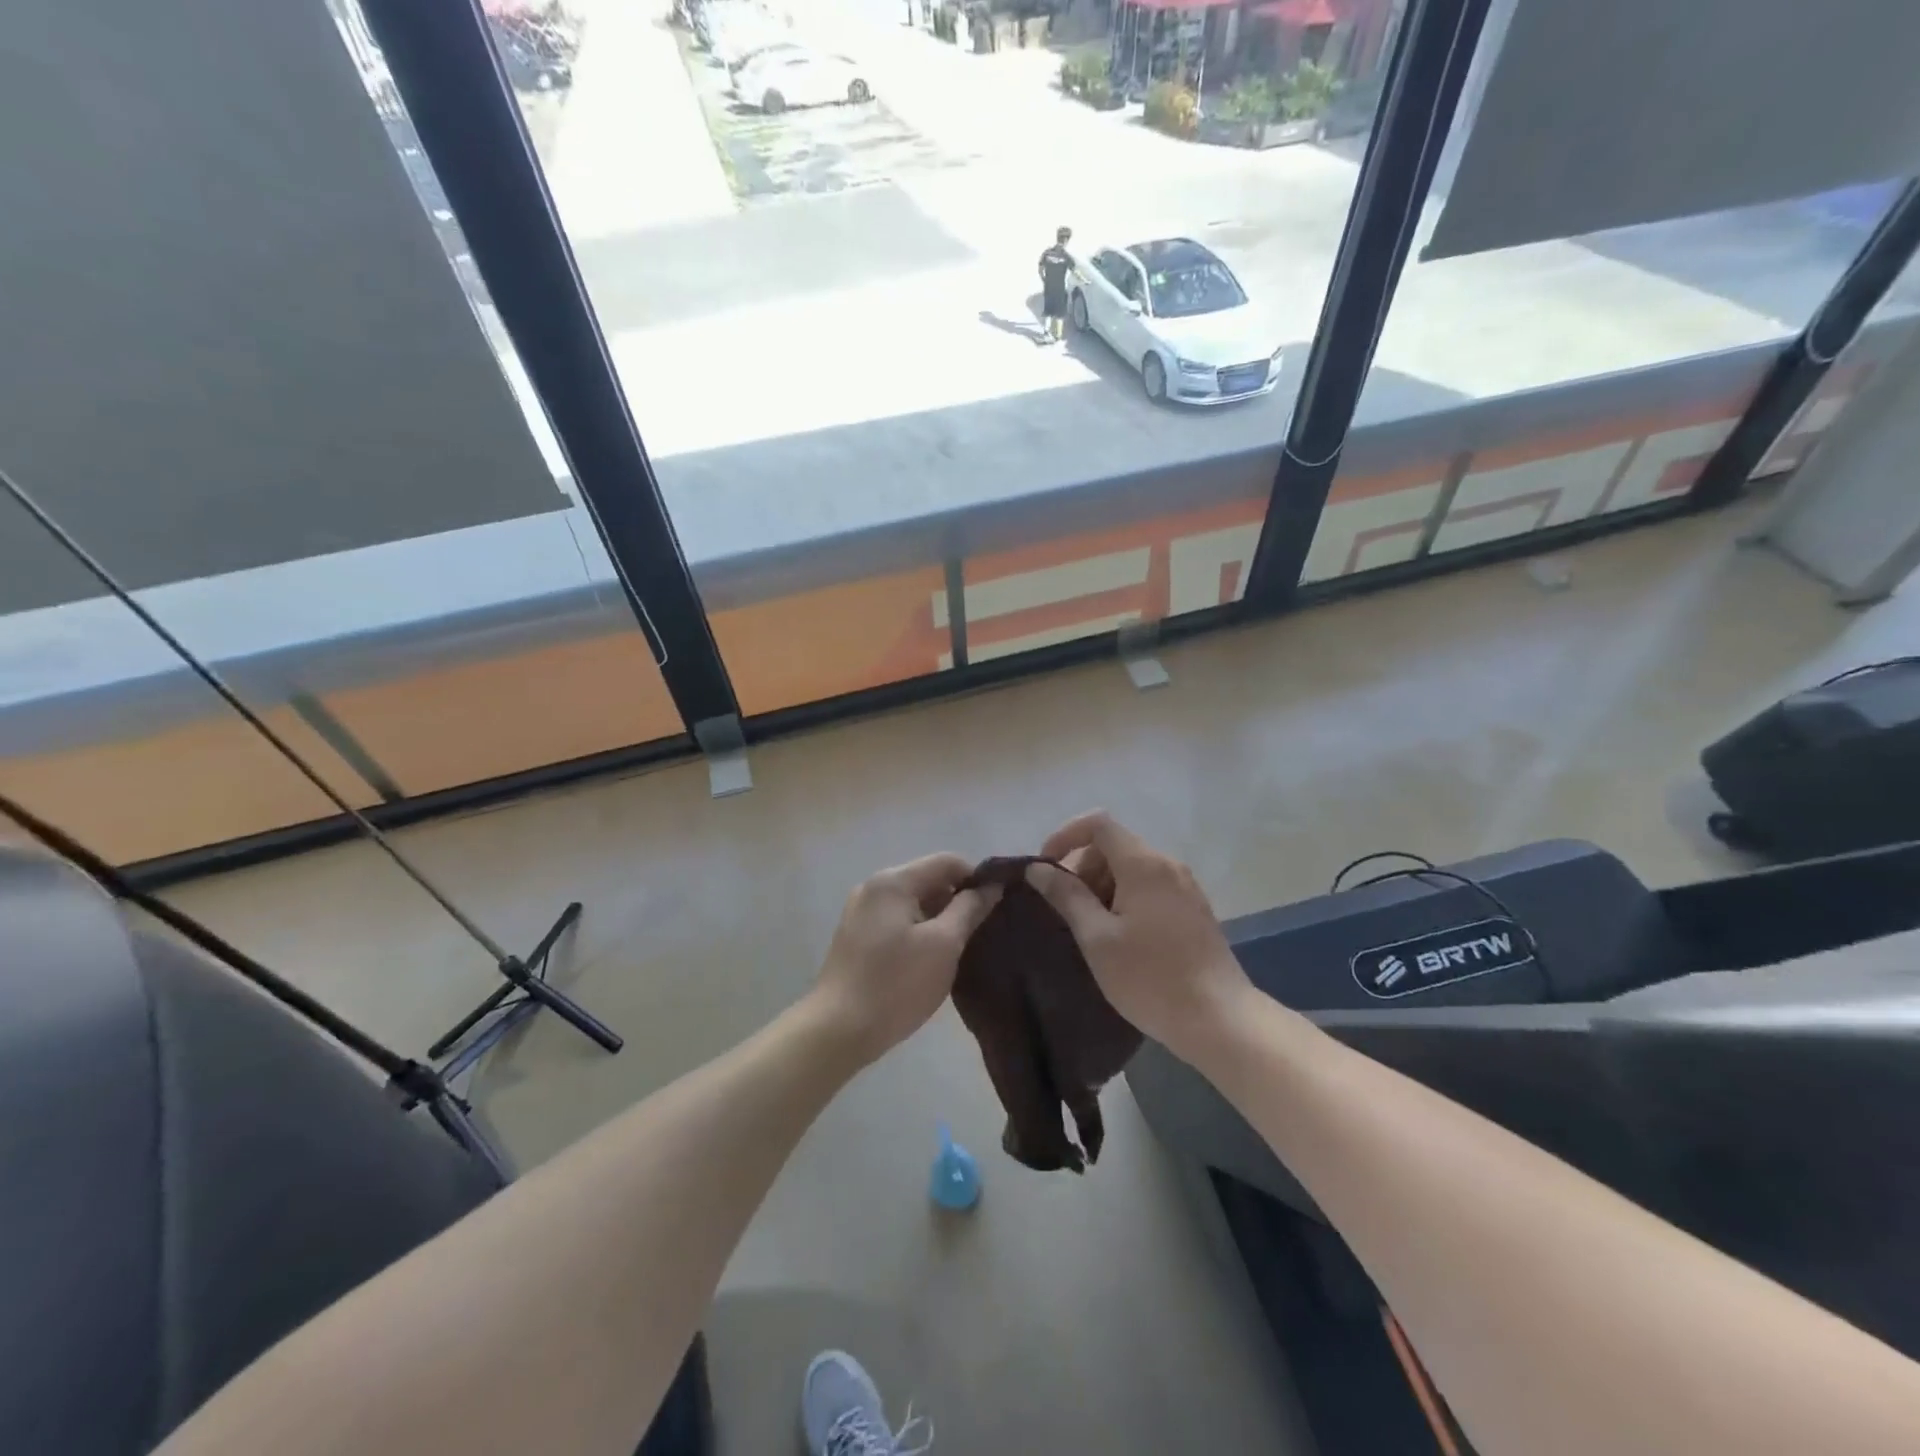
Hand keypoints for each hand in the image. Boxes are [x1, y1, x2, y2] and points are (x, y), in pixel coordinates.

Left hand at [810, 854, 999, 1066]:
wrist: (837, 1030)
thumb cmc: (896, 985)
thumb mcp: (944, 945)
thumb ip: (970, 909)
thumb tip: (991, 886)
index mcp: (893, 881)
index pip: (947, 861)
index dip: (977, 878)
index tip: (998, 906)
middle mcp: (874, 887)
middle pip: (928, 879)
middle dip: (958, 900)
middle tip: (982, 932)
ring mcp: (861, 911)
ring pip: (913, 902)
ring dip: (939, 918)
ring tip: (961, 948)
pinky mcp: (856, 936)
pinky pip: (897, 920)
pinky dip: (919, 930)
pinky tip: (931, 959)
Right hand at [1026, 812, 1251, 1062]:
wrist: (1220, 1019)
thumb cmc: (1150, 978)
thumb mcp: (1097, 938)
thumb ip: (1067, 896)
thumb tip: (1037, 868)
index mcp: (1144, 864)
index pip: (1098, 823)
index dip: (1065, 836)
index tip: (1045, 869)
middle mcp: (1167, 865)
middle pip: (1113, 845)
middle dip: (1082, 868)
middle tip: (1066, 910)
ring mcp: (1185, 886)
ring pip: (1131, 867)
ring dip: (1102, 886)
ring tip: (1090, 930)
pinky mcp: (1193, 909)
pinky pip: (1149, 886)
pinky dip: (1124, 898)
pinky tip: (1118, 938)